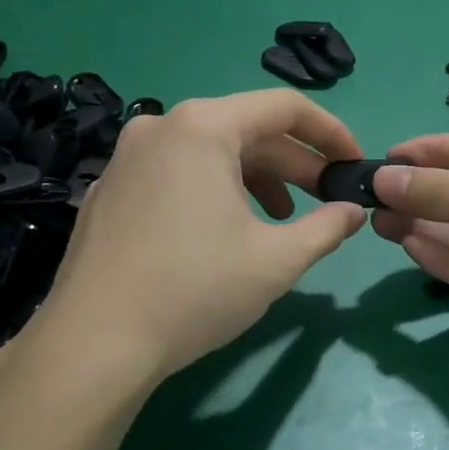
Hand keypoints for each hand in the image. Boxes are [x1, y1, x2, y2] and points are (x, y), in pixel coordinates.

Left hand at [32, 91, 366, 382]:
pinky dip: (213, 191)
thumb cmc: (195, 290)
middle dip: (294, 163)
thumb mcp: (276, 260)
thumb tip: (354, 212)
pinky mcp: (109, 190)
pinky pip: (175, 174)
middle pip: (245, 129)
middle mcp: (160, 127)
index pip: (284, 106)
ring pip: (209, 152)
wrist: (94, 343)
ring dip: (256, 179)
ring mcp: (126, 158)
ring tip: (280, 221)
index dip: (330, 132)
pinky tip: (224, 231)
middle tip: (327, 198)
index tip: (354, 164)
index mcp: (202, 127)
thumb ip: (326, 227)